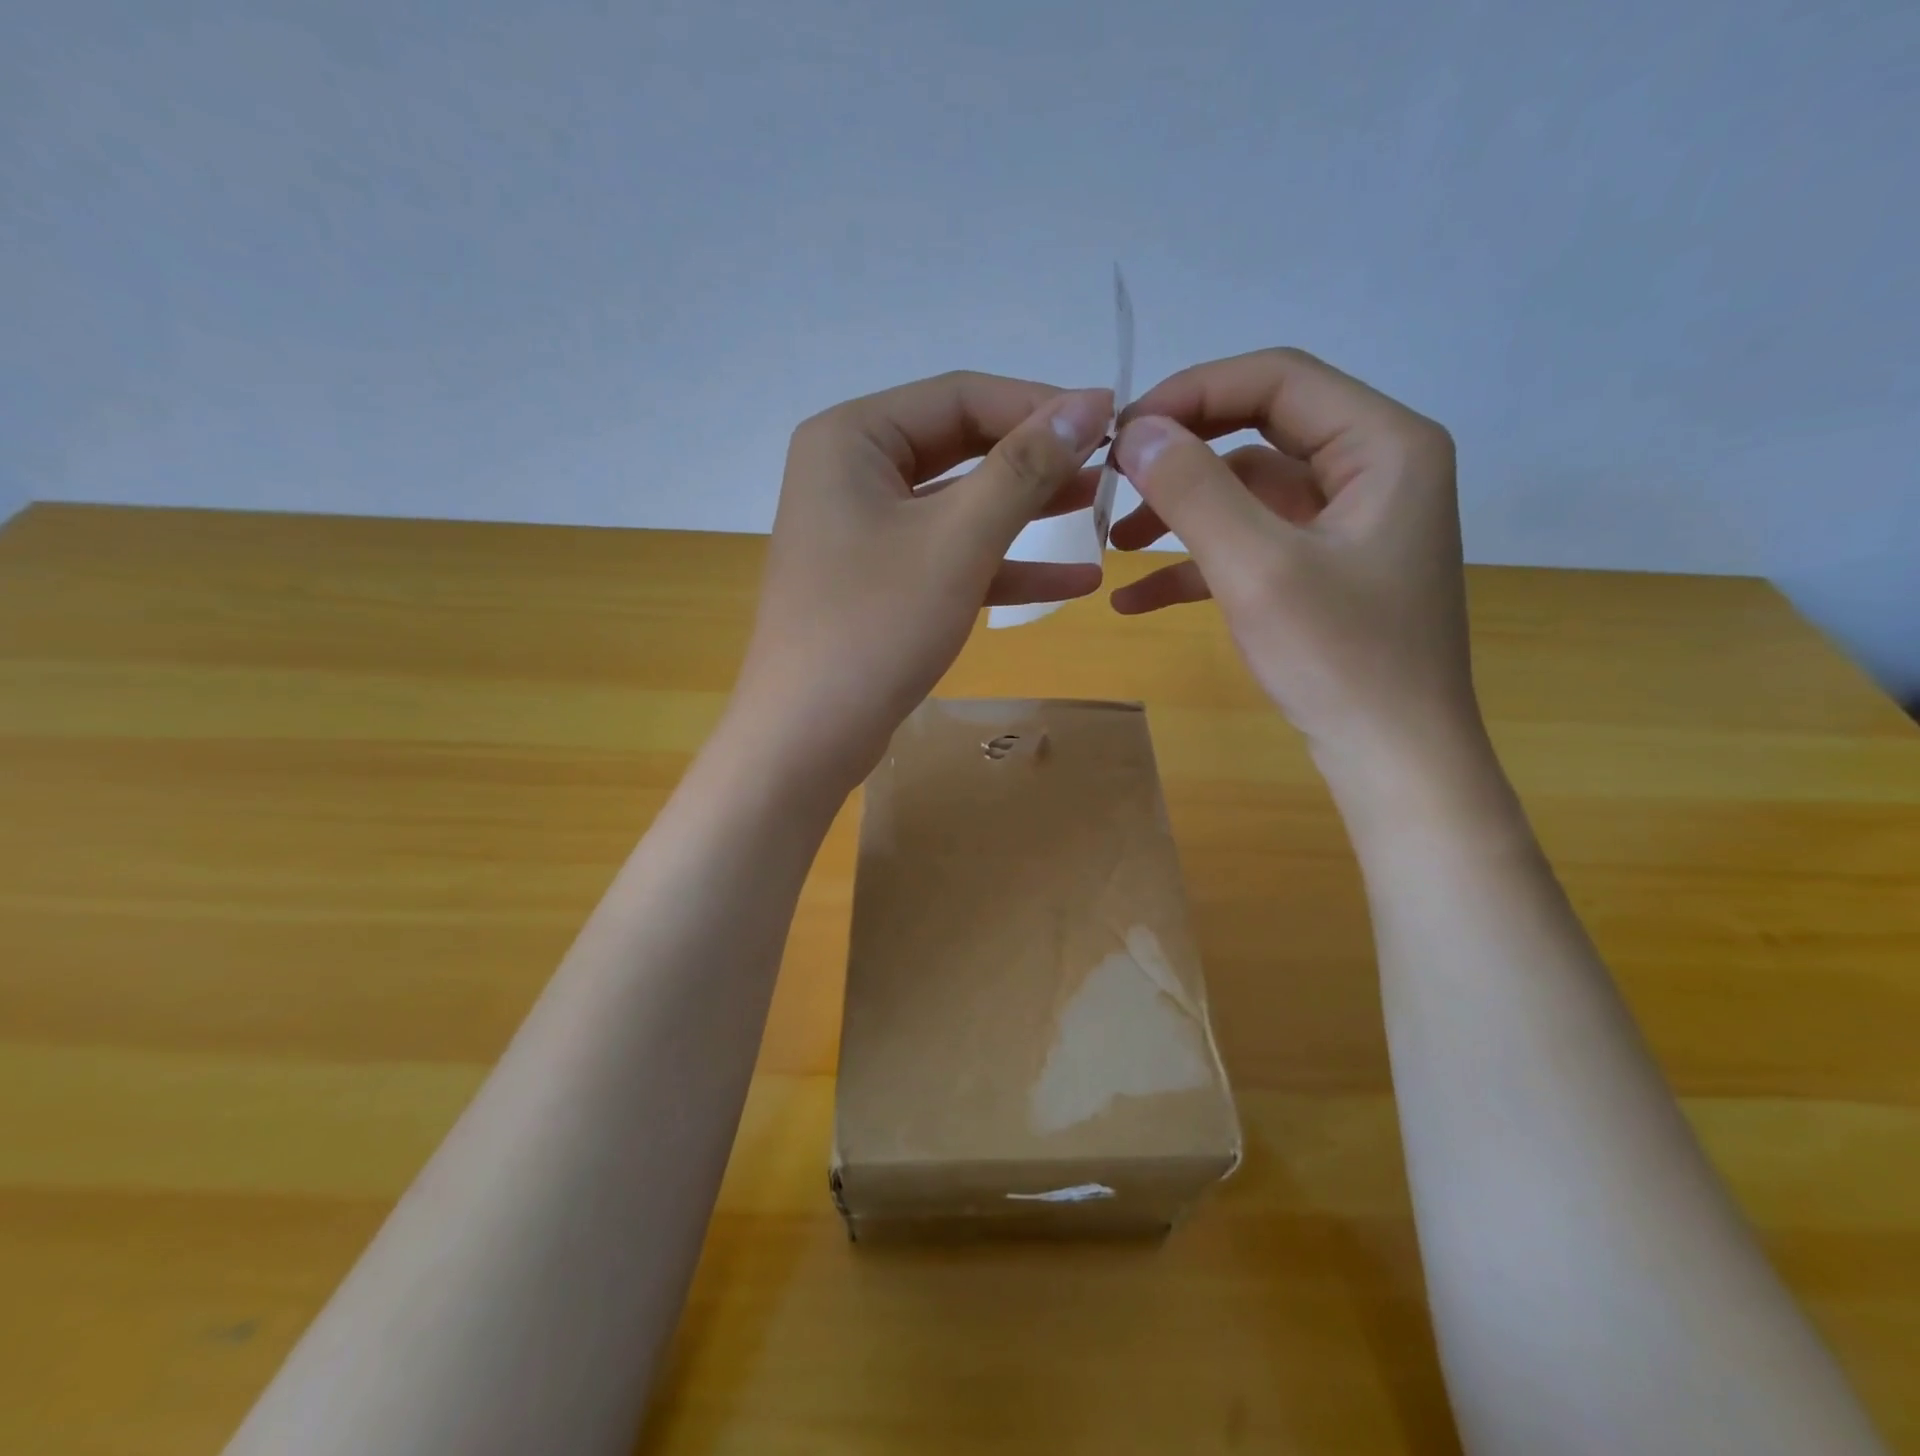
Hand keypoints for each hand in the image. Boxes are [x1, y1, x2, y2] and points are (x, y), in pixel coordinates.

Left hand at [728, 372, 1112, 793]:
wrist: (807, 737)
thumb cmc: (876, 627)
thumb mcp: (959, 540)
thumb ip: (1025, 468)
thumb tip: (1090, 403)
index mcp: (852, 438)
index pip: (960, 396)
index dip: (1040, 404)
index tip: (1114, 418)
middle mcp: (851, 472)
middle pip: (961, 447)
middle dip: (1037, 460)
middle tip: (1111, 464)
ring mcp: (864, 531)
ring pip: (959, 506)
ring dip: (1028, 511)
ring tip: (1104, 510)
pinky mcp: (879, 582)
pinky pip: (948, 556)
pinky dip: (1003, 566)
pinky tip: (1073, 580)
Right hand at [1110, 348, 1478, 781]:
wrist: (1393, 760)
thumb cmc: (1340, 660)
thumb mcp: (1258, 569)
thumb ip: (1195, 490)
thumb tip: (1136, 431)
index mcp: (1383, 444)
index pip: (1277, 379)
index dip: (1193, 393)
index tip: (1123, 433)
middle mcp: (1372, 468)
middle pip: (1259, 430)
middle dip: (1182, 455)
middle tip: (1113, 479)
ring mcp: (1347, 523)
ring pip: (1247, 491)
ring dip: (1181, 511)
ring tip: (1113, 542)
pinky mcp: (1323, 569)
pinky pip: (1252, 544)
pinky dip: (1196, 564)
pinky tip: (1135, 600)